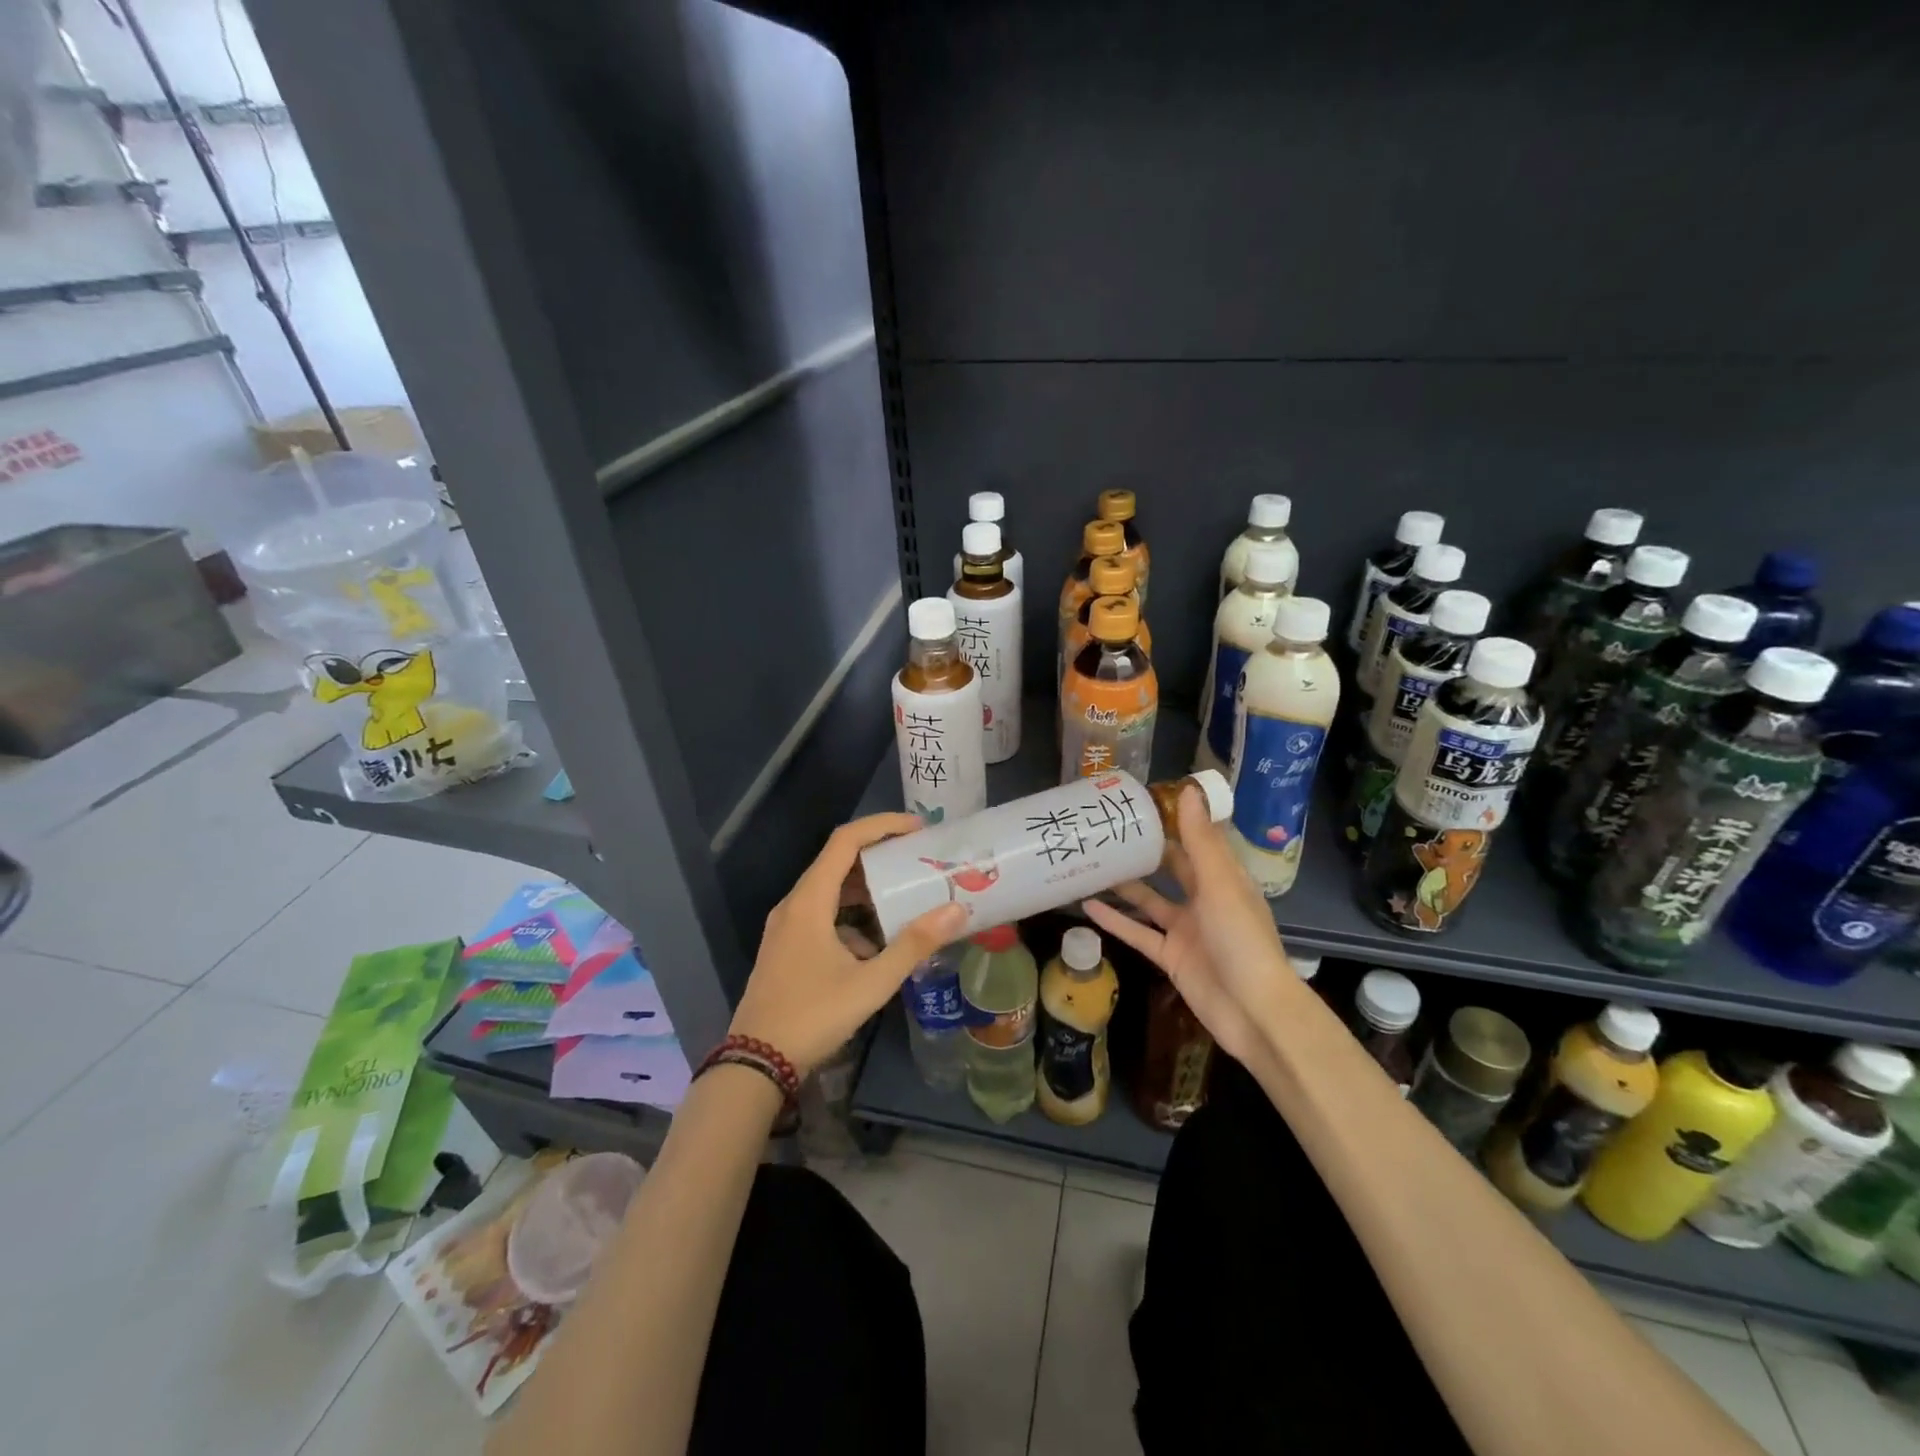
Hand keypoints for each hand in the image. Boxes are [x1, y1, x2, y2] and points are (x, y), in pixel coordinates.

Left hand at [730, 812, 966, 1076]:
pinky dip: (851, 916)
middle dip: (879, 856)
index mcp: (809, 901)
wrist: (755, 1064)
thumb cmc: (812, 1016)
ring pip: (830, 891)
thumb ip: (914, 945)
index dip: (881, 826)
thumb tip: (955, 910)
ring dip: (866, 889)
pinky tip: (876, 943)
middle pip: (838, 862)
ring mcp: (786, 927)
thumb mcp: (871, 983)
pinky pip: (822, 915)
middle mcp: (794, 904)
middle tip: (917, 859)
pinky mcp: (786, 947)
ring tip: (904, 895)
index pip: (845, 841)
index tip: (917, 828)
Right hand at [1081, 786, 1299, 1063]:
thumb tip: (1187, 790)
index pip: (1197, 841)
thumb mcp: (1221, 884)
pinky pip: (1138, 932)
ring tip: (1092, 862)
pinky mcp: (1171, 956)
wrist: (1254, 1012)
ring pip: (1150, 900)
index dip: (1173, 821)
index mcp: (1224, 878)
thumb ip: (1200, 841)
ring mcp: (1186, 930)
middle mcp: (1205, 900)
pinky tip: (1087, 905)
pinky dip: (1115, 920)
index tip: (1141, 803)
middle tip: (1108, 829)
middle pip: (1171, 868)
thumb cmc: (1242, 940)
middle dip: (1144, 851)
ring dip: (1125, 884)